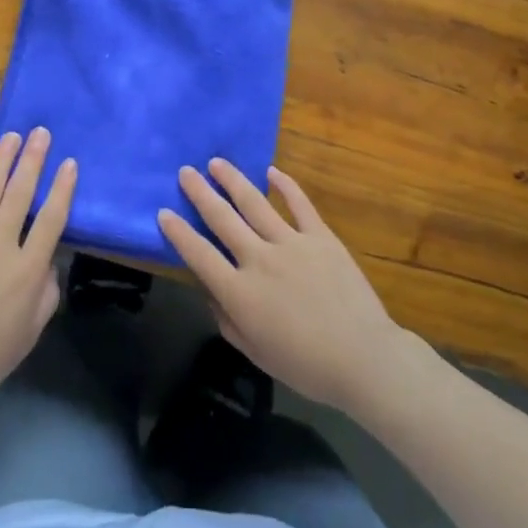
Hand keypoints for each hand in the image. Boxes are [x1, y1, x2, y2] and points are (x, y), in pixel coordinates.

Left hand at [0, 128, 76, 414]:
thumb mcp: (30, 333)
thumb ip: (46, 294)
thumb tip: (49, 261)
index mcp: (26, 271)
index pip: (51, 219)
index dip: (62, 188)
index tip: (69, 162)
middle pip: (19, 195)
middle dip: (33, 160)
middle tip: (41, 132)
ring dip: (0, 160)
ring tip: (11, 136)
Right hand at [158, 160, 409, 413]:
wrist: (363, 358)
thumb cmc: (306, 365)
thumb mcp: (255, 352)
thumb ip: (227, 319)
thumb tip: (211, 291)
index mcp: (240, 293)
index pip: (199, 255)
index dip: (178, 233)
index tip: (164, 212)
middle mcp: (259, 259)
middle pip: (222, 219)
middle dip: (200, 193)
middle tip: (185, 172)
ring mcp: (291, 243)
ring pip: (255, 203)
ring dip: (233, 180)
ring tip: (216, 162)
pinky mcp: (321, 236)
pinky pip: (300, 204)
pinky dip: (285, 185)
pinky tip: (271, 171)